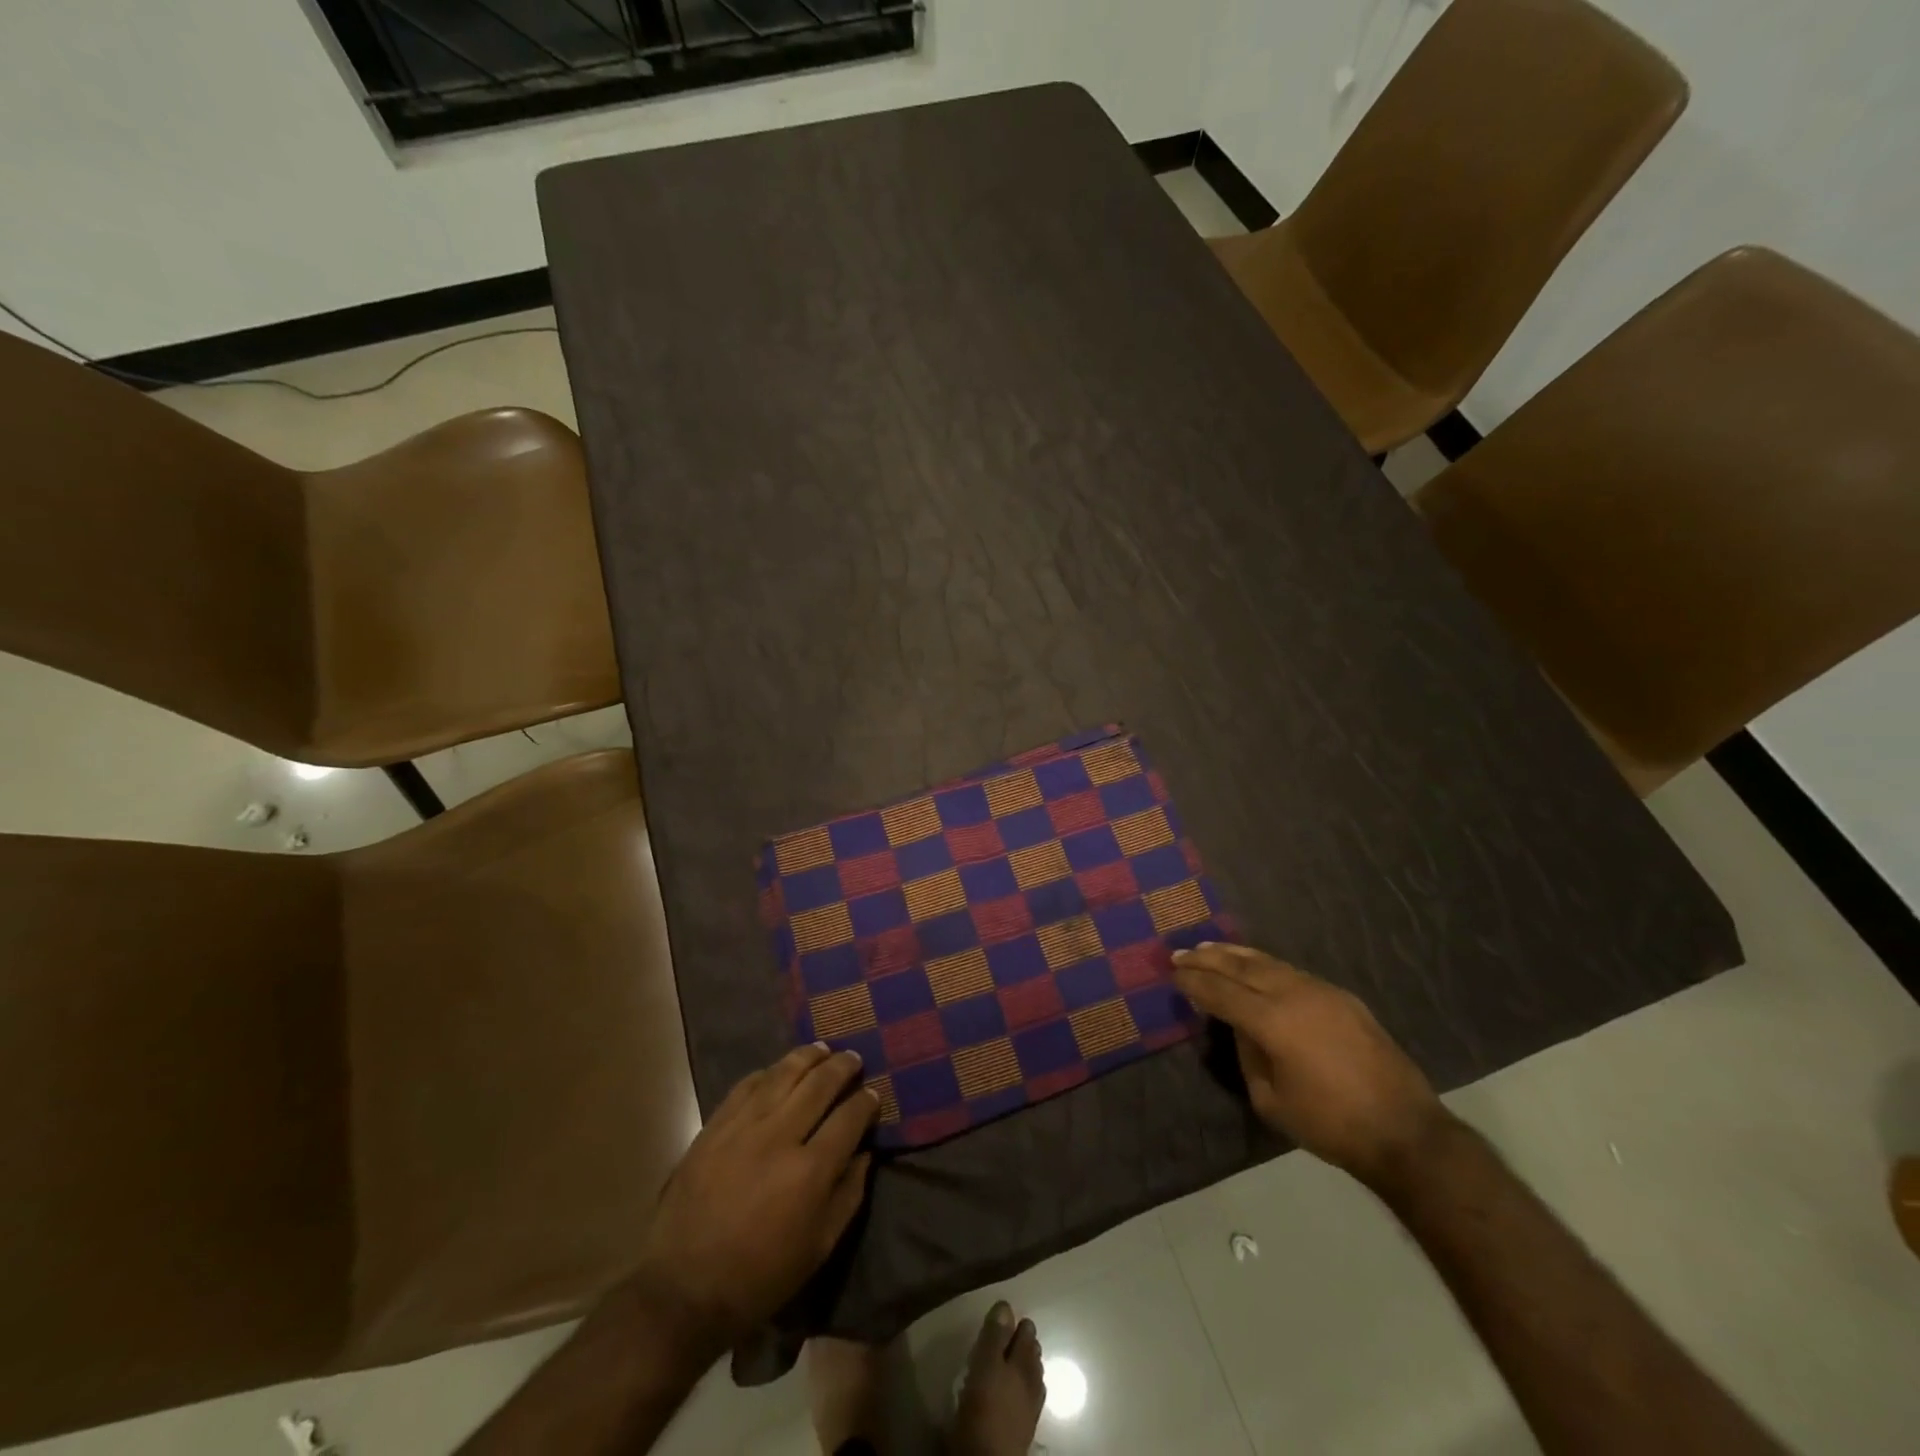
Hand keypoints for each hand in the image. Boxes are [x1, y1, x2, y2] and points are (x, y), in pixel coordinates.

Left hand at [631, 1044, 878, 1352]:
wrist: (683, 1290)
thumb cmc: (760, 1277)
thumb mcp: (819, 1248)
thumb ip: (848, 1195)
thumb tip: (864, 1153)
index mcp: (810, 1171)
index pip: (849, 1117)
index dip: (866, 1102)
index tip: (874, 1094)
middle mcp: (779, 1137)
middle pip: (819, 1085)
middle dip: (843, 1067)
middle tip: (854, 1059)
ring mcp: (743, 1127)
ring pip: (783, 1074)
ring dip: (808, 1057)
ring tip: (823, 1049)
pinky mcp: (714, 1127)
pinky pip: (746, 1085)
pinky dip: (768, 1072)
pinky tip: (779, 1070)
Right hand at [1173, 943, 1444, 1188]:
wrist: (1406, 1132)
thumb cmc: (1331, 1125)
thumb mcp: (1271, 1100)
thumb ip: (1248, 1055)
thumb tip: (1240, 1027)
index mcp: (1273, 1021)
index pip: (1221, 991)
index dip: (1194, 981)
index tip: (1173, 972)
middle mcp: (1294, 994)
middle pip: (1241, 967)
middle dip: (1208, 958)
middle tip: (1181, 952)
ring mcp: (1322, 991)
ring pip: (1268, 963)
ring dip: (1236, 955)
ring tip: (1211, 948)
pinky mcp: (1342, 997)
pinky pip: (1292, 972)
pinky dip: (1265, 965)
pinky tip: (1255, 967)